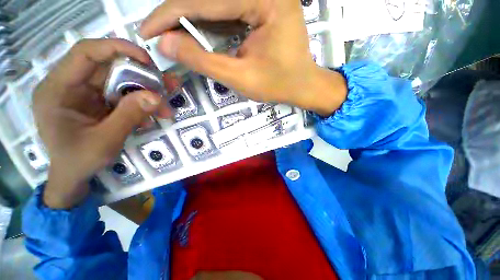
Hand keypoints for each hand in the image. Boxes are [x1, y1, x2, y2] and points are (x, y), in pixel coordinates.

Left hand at [33, 39, 168, 208]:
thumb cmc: (79, 161)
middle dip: (141, 77)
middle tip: (166, 87)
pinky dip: (141, 103)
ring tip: (165, 107)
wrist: (73, 176)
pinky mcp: (98, 101)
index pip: (85, 53)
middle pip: (109, 67)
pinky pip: (123, 95)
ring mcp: (85, 93)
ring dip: (146, 92)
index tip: (147, 60)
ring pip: (120, 81)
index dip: (117, 49)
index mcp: (58, 90)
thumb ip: (129, 116)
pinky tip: (151, 115)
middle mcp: (71, 85)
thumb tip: (156, 96)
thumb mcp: (105, 141)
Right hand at [140, 0, 346, 115]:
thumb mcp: (240, 78)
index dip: (170, 15)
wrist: (302, 85)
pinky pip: (229, 11)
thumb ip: (203, 61)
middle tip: (158, 35)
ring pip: (217, 4)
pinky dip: (209, 23)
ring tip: (173, 36)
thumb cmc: (278, 85)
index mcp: (265, 0)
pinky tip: (197, 34)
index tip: (146, 31)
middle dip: (179, 16)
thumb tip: (166, 44)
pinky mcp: (263, 7)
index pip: (205, 2)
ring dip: (191, 19)